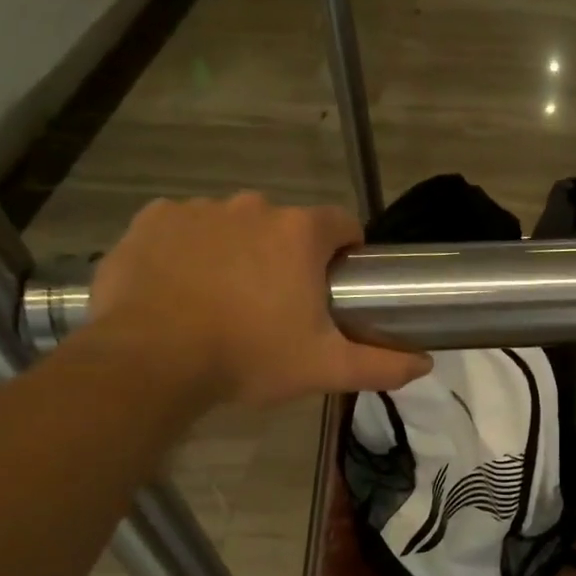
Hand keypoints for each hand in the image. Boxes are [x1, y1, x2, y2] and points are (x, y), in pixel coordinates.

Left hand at [89, 193, 430, 409]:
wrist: (150, 361)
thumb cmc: (249, 357)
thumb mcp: (325, 368)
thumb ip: (382, 365)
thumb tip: (425, 363)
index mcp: (299, 233)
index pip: (342, 224)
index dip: (346, 253)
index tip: (336, 286)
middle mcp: (252, 207)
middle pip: (286, 226)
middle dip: (289, 257)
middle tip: (279, 306)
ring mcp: (197, 209)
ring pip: (235, 226)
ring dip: (240, 252)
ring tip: (227, 301)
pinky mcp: (152, 221)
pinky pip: (185, 228)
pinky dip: (191, 250)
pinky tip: (184, 288)